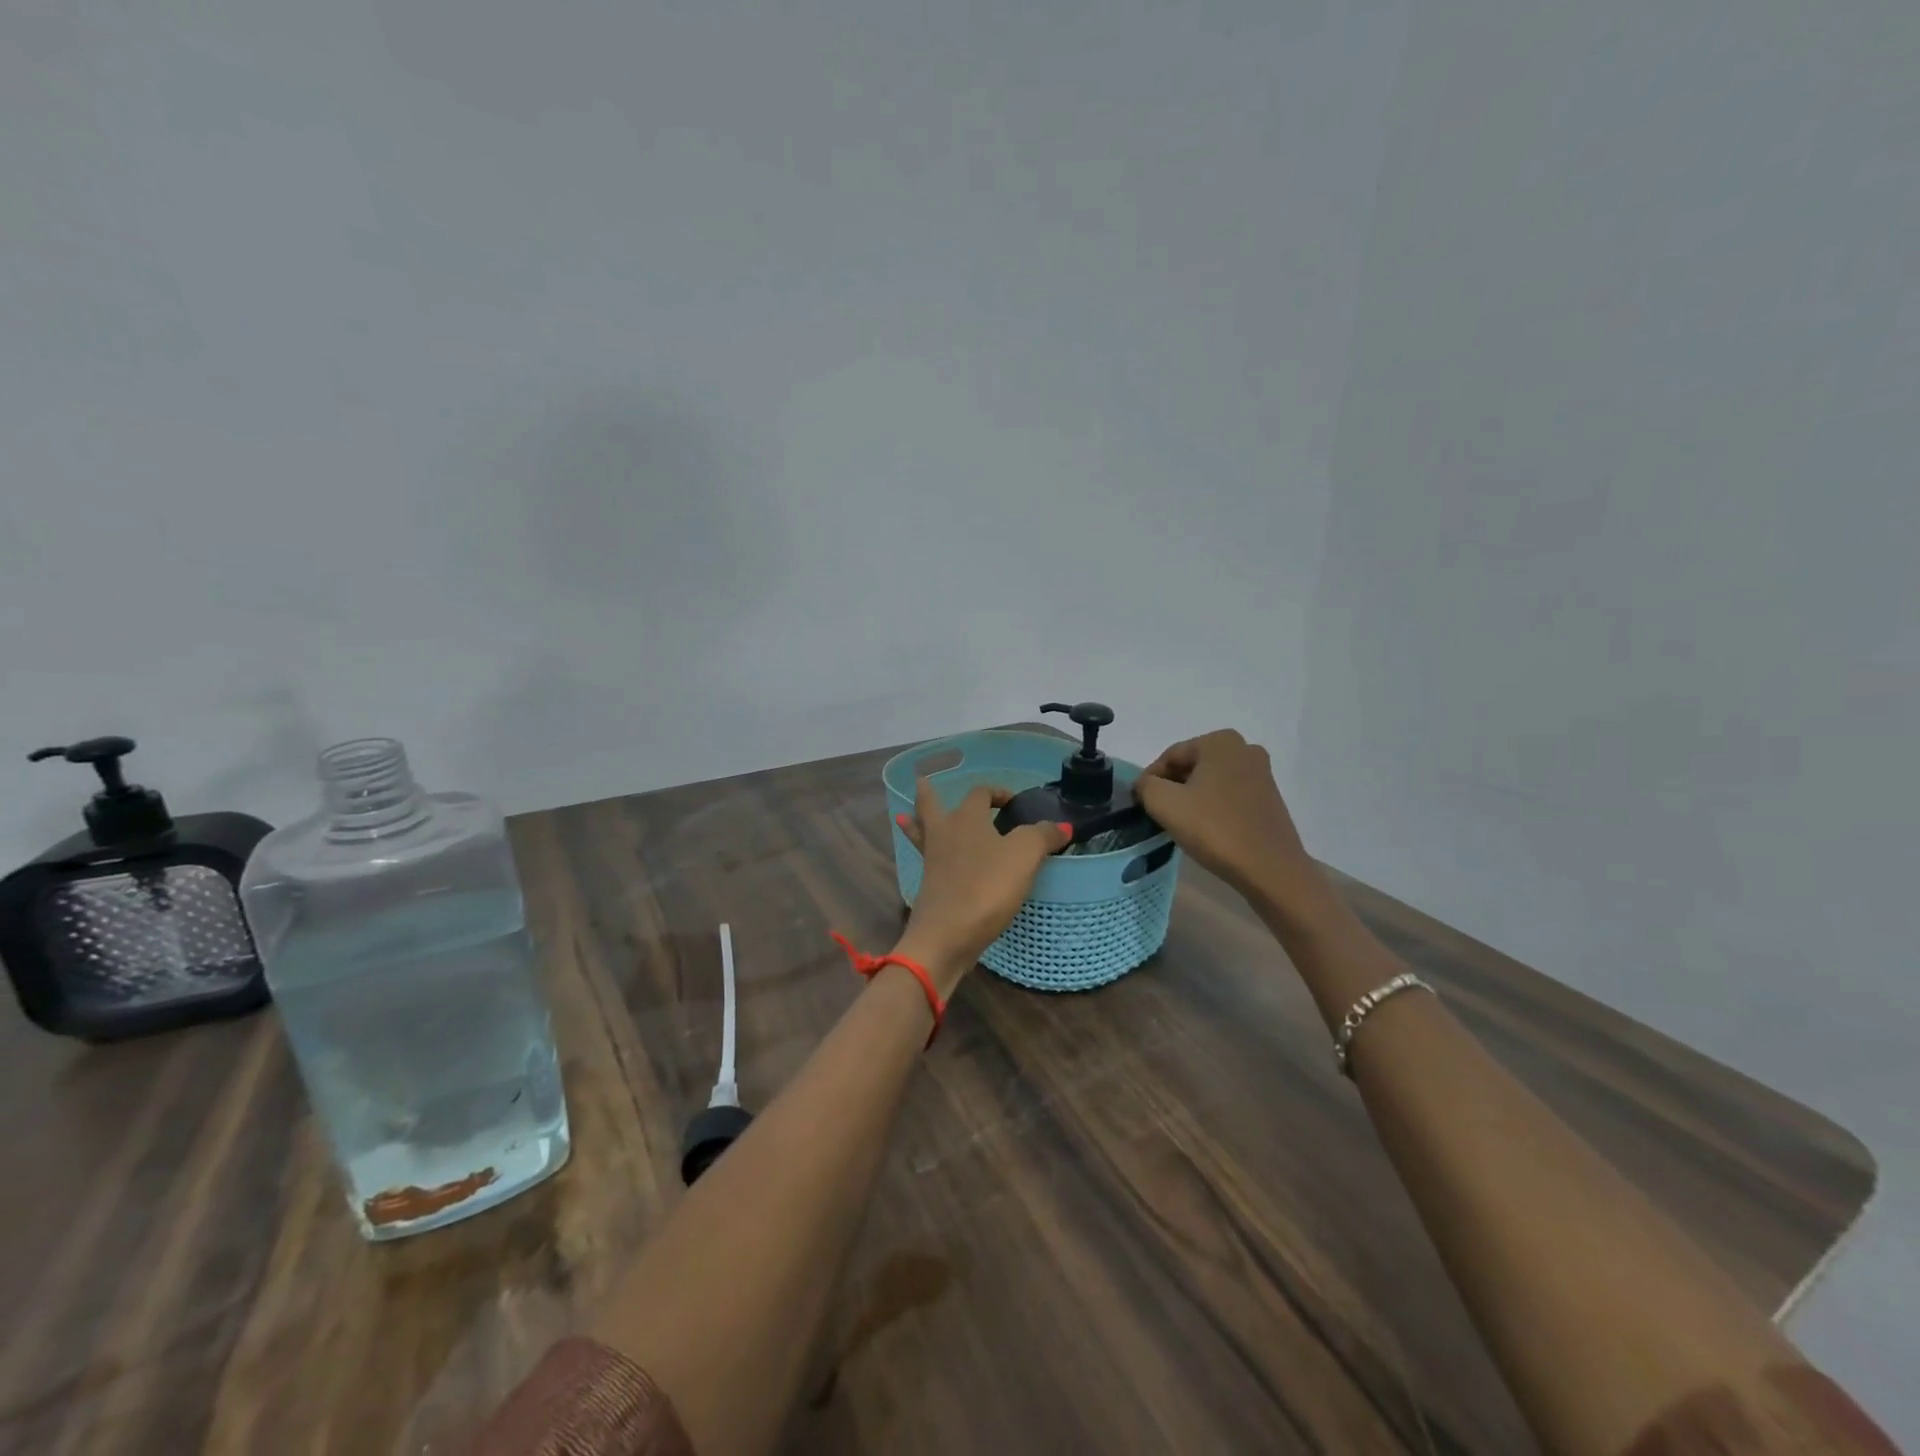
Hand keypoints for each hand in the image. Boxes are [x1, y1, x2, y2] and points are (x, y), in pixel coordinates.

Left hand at [894, 779, 1072, 996]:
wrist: (946, 936)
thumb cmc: (986, 888)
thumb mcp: (1024, 857)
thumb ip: (1042, 836)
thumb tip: (1062, 826)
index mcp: (967, 818)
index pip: (980, 793)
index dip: (996, 792)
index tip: (1012, 801)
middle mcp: (945, 833)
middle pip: (931, 806)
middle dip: (929, 794)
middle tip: (922, 782)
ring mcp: (932, 860)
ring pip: (922, 833)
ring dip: (916, 822)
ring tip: (906, 816)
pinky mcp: (929, 887)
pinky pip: (926, 861)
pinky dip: (925, 854)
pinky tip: (930, 860)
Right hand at [1133, 730, 1316, 905]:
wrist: (1270, 869)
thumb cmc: (1214, 829)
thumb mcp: (1164, 803)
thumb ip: (1145, 785)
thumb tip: (1147, 785)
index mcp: (1220, 741)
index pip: (1170, 757)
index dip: (1150, 781)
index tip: (1141, 805)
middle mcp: (1244, 749)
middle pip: (1191, 766)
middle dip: (1172, 788)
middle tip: (1160, 814)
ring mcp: (1261, 773)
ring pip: (1210, 781)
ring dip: (1192, 798)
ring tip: (1182, 824)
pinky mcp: (1269, 797)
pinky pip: (1229, 795)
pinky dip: (1212, 807)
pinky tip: (1207, 829)